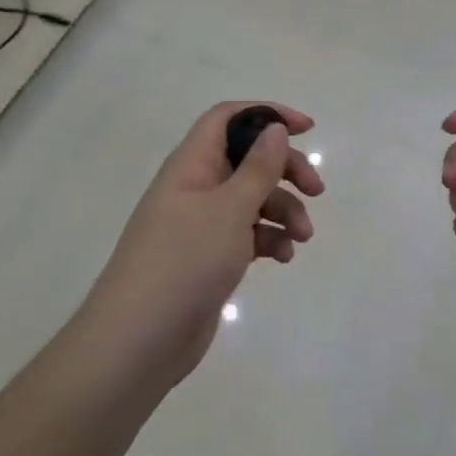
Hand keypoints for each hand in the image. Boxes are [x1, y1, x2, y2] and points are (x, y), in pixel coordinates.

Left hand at [88, 101, 323, 390]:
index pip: (228, 118)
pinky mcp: (210, 257)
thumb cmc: (184, 262)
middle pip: (248, 159)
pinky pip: (248, 234)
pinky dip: (269, 240)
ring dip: (284, 211)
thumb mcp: (229, 209)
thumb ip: (257, 168)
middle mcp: (196, 188)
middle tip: (316, 190)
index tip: (305, 129)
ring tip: (303, 237)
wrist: (139, 341)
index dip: (267, 114)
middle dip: (286, 170)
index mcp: (191, 165)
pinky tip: (284, 258)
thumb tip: (273, 128)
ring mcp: (201, 224)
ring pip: (253, 200)